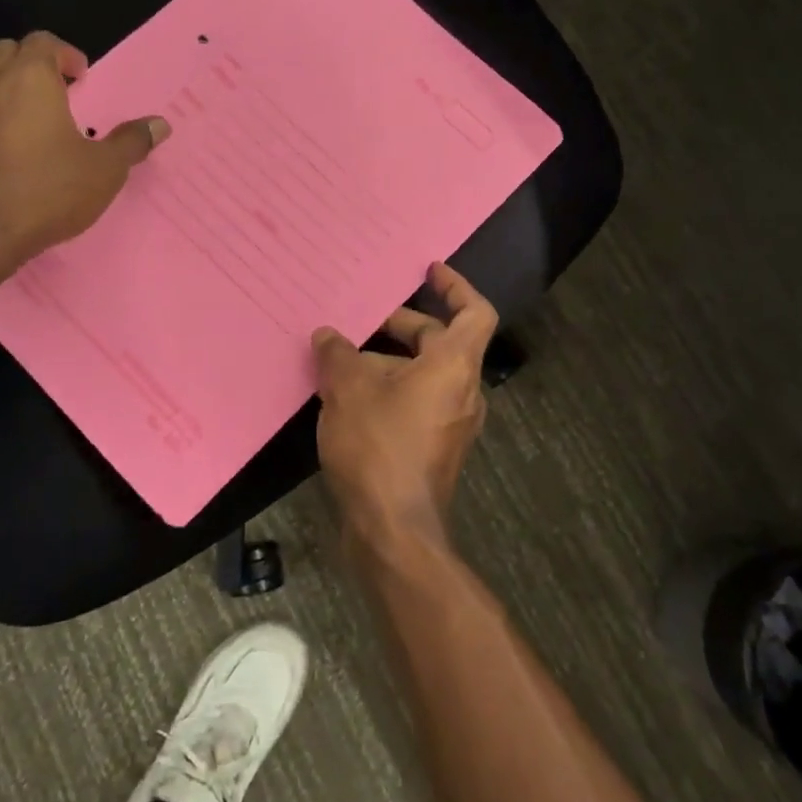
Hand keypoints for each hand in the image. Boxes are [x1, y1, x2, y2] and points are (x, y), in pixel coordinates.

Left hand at [0, 32, 168, 269]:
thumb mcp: (105, 169)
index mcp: (30, 78)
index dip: (65, 55)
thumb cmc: (51, 190)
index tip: (81, 78)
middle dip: (32, 63)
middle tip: (56, 91)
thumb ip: (131, 142)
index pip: (43, 42)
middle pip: (6, 52)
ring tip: (24, 114)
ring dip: (1, 85)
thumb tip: (160, 124)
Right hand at [312, 262, 497, 548]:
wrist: (393, 529)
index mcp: (454, 366)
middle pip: (442, 343)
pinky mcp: (434, 449)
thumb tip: (328, 335)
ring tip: (342, 361)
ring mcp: (451, 423)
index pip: (474, 313)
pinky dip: (389, 391)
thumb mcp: (348, 390)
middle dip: (404, 327)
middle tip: (364, 320)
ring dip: (389, 362)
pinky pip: (417, 403)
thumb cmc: (378, 446)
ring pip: (424, 376)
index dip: (456, 287)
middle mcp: (463, 391)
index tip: (431, 271)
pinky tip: (347, 399)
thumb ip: (338, 355)